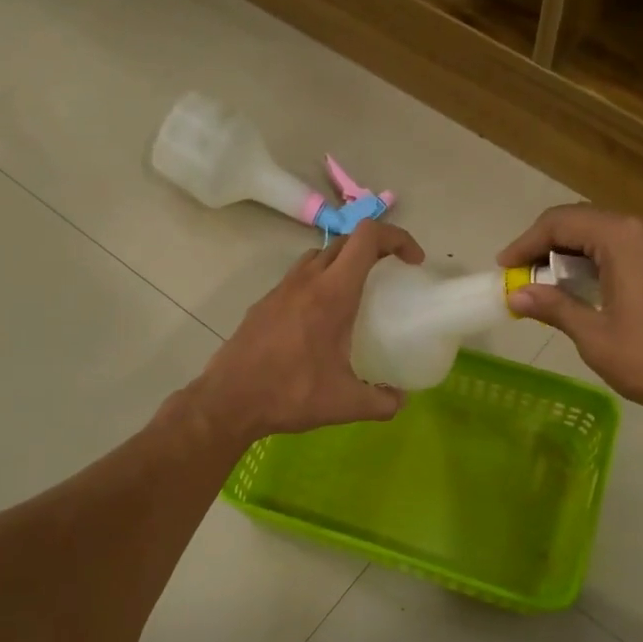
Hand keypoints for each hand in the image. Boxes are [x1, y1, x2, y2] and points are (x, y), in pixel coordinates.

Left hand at [186, 220, 425, 442]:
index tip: (412, 261)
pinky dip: (317, 284)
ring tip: (355, 295)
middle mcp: (306, 281)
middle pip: (344, 242)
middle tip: (389, 276)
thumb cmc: (291, 394)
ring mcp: (280, 290)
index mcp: (332, 294)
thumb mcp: (346, 404)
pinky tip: (319, 321)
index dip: (396, 238)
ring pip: (317, 257)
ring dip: (342, 263)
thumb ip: (382, 402)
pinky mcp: (263, 305)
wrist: (229, 400)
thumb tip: (400, 400)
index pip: (367, 237)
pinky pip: (297, 279)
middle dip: (373, 249)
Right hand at [498, 205, 642, 421]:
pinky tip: (583, 289)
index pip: (561, 223)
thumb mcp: (594, 336)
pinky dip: (596, 263)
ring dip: (571, 255)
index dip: (526, 243)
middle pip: (583, 223)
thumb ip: (554, 307)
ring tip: (544, 285)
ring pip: (605, 236)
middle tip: (519, 276)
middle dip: (546, 246)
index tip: (503, 268)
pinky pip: (625, 250)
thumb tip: (515, 294)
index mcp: (623, 239)